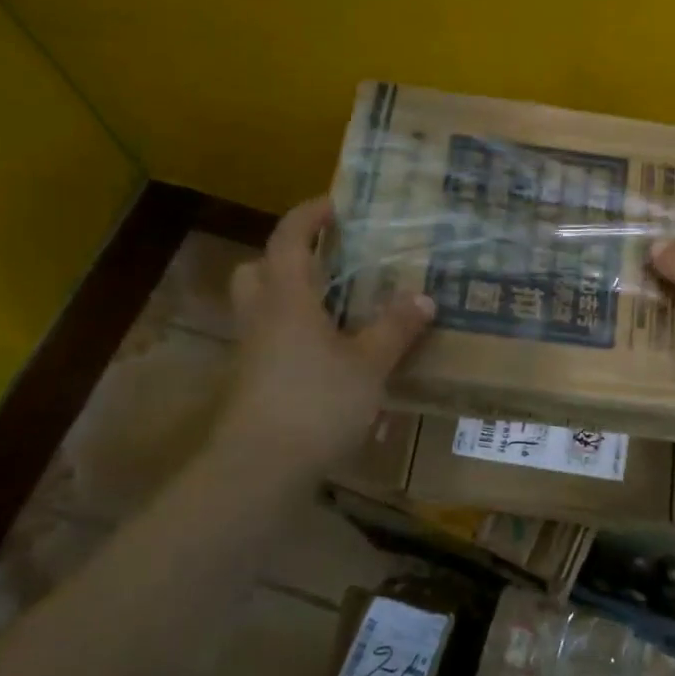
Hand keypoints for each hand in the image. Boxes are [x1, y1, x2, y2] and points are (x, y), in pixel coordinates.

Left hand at [198, 195, 434, 479]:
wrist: (259, 470)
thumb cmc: (316, 404)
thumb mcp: (369, 365)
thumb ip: (395, 329)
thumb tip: (423, 297)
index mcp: (286, 299)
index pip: (288, 240)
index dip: (308, 217)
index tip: (334, 205)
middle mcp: (261, 318)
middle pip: (257, 270)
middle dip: (287, 257)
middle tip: (326, 261)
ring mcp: (251, 353)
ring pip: (260, 307)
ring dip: (289, 295)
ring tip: (335, 306)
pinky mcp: (252, 383)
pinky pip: (269, 340)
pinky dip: (293, 333)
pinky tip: (328, 354)